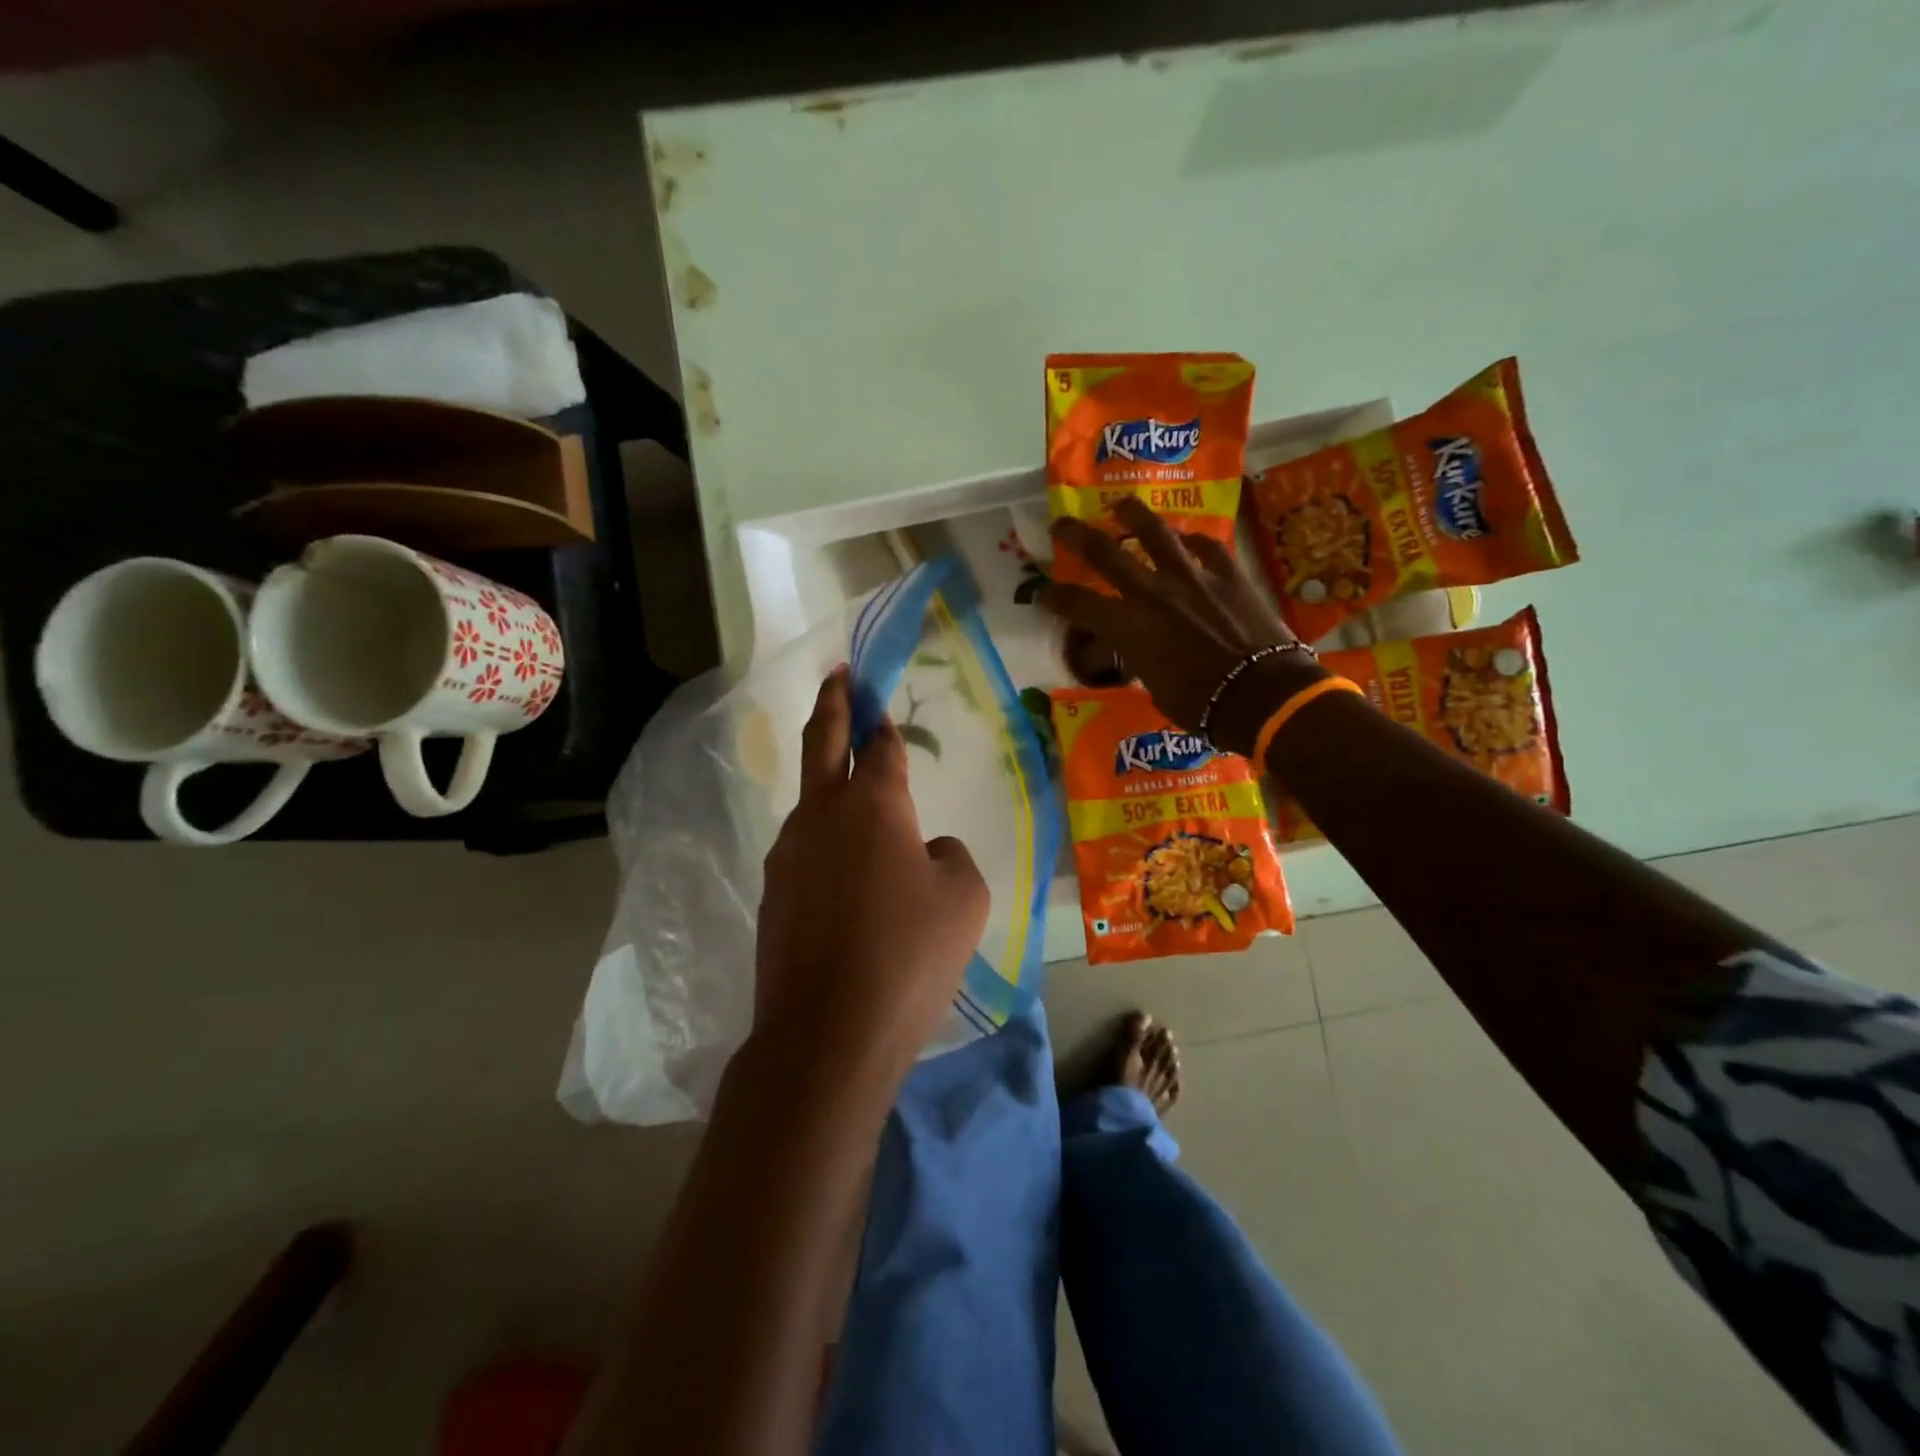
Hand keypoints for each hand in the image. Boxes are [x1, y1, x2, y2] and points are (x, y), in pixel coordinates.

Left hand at [754, 667, 990, 1090]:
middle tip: (838, 676)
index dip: (883, 723)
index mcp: (873, 805)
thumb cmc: (909, 955)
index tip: (878, 702)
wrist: (827, 1033)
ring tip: (859, 802)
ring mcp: (788, 854)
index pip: (880, 747)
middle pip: (822, 743)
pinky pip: (806, 851)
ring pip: (811, 801)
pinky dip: (827, 844)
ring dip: (830, 784)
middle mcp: (821, 816)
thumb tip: (925, 850)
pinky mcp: (774, 894)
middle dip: (833, 704)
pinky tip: (848, 879)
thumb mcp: (963, 898)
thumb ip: (949, 856)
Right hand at [1043, 495, 1325, 755]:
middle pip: (1105, 553)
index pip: (1078, 606)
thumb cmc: (1201, 705)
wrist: (1261, 694)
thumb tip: (1142, 652)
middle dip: (1077, 536)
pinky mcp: (1228, 574)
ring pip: (1156, 534)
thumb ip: (1142, 660)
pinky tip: (1187, 537)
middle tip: (1061, 523)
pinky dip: (1193, 541)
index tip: (1042, 594)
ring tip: (1122, 504)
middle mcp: (1152, 593)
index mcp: (1129, 628)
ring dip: (1134, 516)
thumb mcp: (1155, 687)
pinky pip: (1206, 546)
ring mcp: (1192, 578)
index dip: (1054, 598)